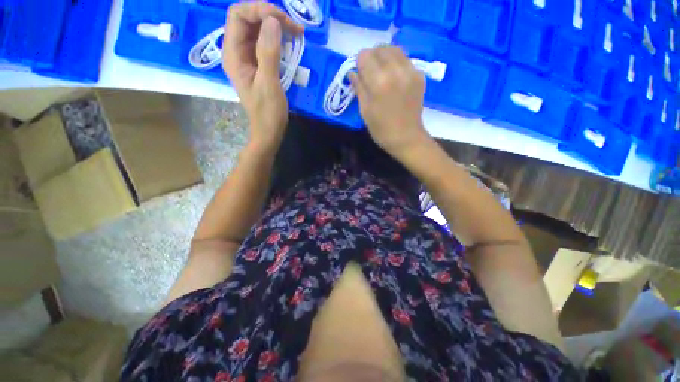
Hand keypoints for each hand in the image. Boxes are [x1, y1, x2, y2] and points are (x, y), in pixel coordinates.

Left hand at [222, 2, 303, 150]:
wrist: (269, 131)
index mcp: (233, 54)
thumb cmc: (268, 112)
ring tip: (295, 32)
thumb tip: (273, 20)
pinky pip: (265, 42)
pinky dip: (277, 38)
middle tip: (293, 26)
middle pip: (247, 19)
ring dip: (275, 26)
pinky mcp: (257, 64)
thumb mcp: (269, 83)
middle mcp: (236, 51)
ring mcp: (247, 57)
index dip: (258, 10)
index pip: (238, 15)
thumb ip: (268, 52)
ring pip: (257, 29)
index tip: (282, 21)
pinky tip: (290, 42)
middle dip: (269, 16)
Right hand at [350, 46, 430, 157]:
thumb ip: (359, 87)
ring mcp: (410, 71)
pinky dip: (397, 64)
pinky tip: (395, 79)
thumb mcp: (364, 110)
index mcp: (379, 81)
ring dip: (385, 57)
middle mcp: (396, 70)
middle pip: (380, 48)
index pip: (365, 55)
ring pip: (395, 50)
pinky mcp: (420, 75)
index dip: (360, 63)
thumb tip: (352, 72)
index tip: (360, 75)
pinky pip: (405, 60)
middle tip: (371, 73)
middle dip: (372, 57)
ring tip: (383, 73)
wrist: (406, 138)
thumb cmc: (381, 129)